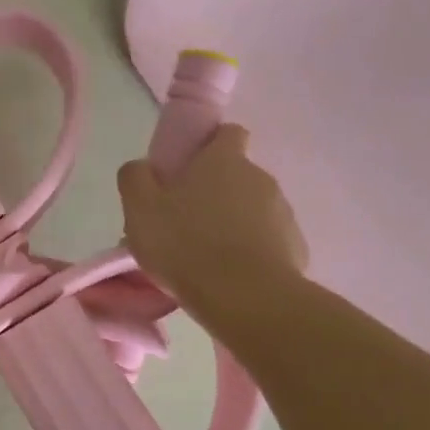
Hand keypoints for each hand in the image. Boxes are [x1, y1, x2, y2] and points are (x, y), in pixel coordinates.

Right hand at [117, 126, 308, 312]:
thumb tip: (141, 167)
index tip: (187, 169)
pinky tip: (227, 276)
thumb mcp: (140, 208)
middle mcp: (258, 177)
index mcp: (223, 160)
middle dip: (213, 193)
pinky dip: (249, 252)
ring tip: (203, 256)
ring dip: (231, 224)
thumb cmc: (185, 244)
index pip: (227, 133)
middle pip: (235, 175)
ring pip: (251, 210)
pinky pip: (266, 241)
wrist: (244, 297)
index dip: (208, 146)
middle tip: (182, 223)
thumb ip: (135, 178)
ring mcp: (282, 212)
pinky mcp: (294, 247)